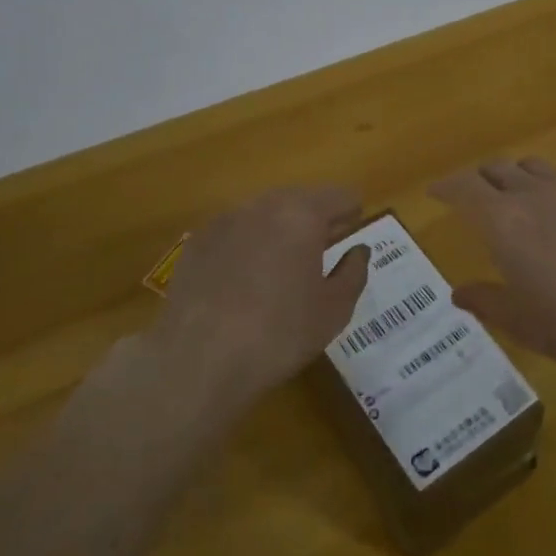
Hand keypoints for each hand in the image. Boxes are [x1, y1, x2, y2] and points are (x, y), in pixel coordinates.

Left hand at [154, 186, 371, 407]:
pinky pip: (235, 231)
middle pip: (301, 198)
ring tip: (281, 269)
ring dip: (280, 230)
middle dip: (315, 220)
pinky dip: (247, 245)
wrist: (197, 360)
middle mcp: (262, 205)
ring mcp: (224, 220)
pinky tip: (244, 281)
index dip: (352, 215)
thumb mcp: (334, 310)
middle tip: (321, 255)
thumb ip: (354, 272)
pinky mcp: (197, 242)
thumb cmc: (279, 334)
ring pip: (265, 213)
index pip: (341, 195)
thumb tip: (359, 251)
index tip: (351, 238)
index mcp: (302, 214)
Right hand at [430, 159, 555, 383]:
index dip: (445, 187)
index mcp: (504, 222)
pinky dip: (544, 186)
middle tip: (468, 197)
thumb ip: (486, 301)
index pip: (463, 188)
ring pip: (529, 167)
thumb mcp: (521, 322)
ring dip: (511, 176)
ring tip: (510, 197)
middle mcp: (533, 194)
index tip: (433, 192)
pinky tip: (555, 212)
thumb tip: (458, 293)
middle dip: (475, 180)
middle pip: (495, 170)